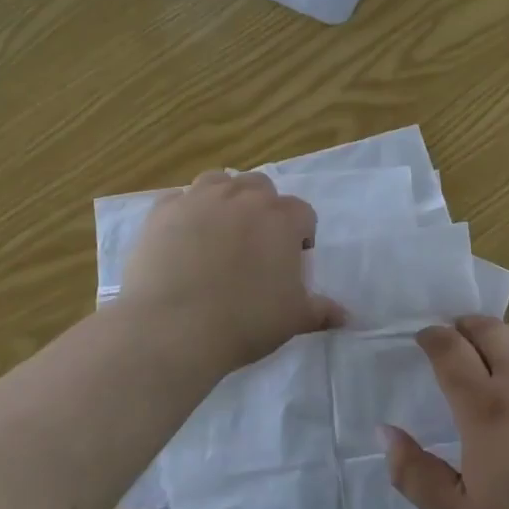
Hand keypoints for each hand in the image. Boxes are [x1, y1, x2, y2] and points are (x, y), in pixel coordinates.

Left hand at [118, 171, 344, 373]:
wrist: (174, 327)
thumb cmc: (245, 321)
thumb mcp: (293, 319)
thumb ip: (321, 311)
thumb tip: (347, 316)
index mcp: (281, 218)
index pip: (302, 213)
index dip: (301, 235)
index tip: (292, 260)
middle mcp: (242, 197)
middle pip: (260, 186)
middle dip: (263, 208)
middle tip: (255, 244)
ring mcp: (199, 199)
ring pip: (218, 181)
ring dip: (224, 199)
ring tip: (218, 232)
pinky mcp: (162, 211)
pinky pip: (178, 199)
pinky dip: (184, 212)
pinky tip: (181, 239)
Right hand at [384, 317, 508, 508]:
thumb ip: (416, 475)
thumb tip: (386, 432)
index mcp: (486, 409)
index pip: (449, 349)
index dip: (431, 337)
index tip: (423, 339)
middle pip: (488, 328)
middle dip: (465, 326)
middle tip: (457, 339)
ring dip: (508, 332)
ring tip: (503, 350)